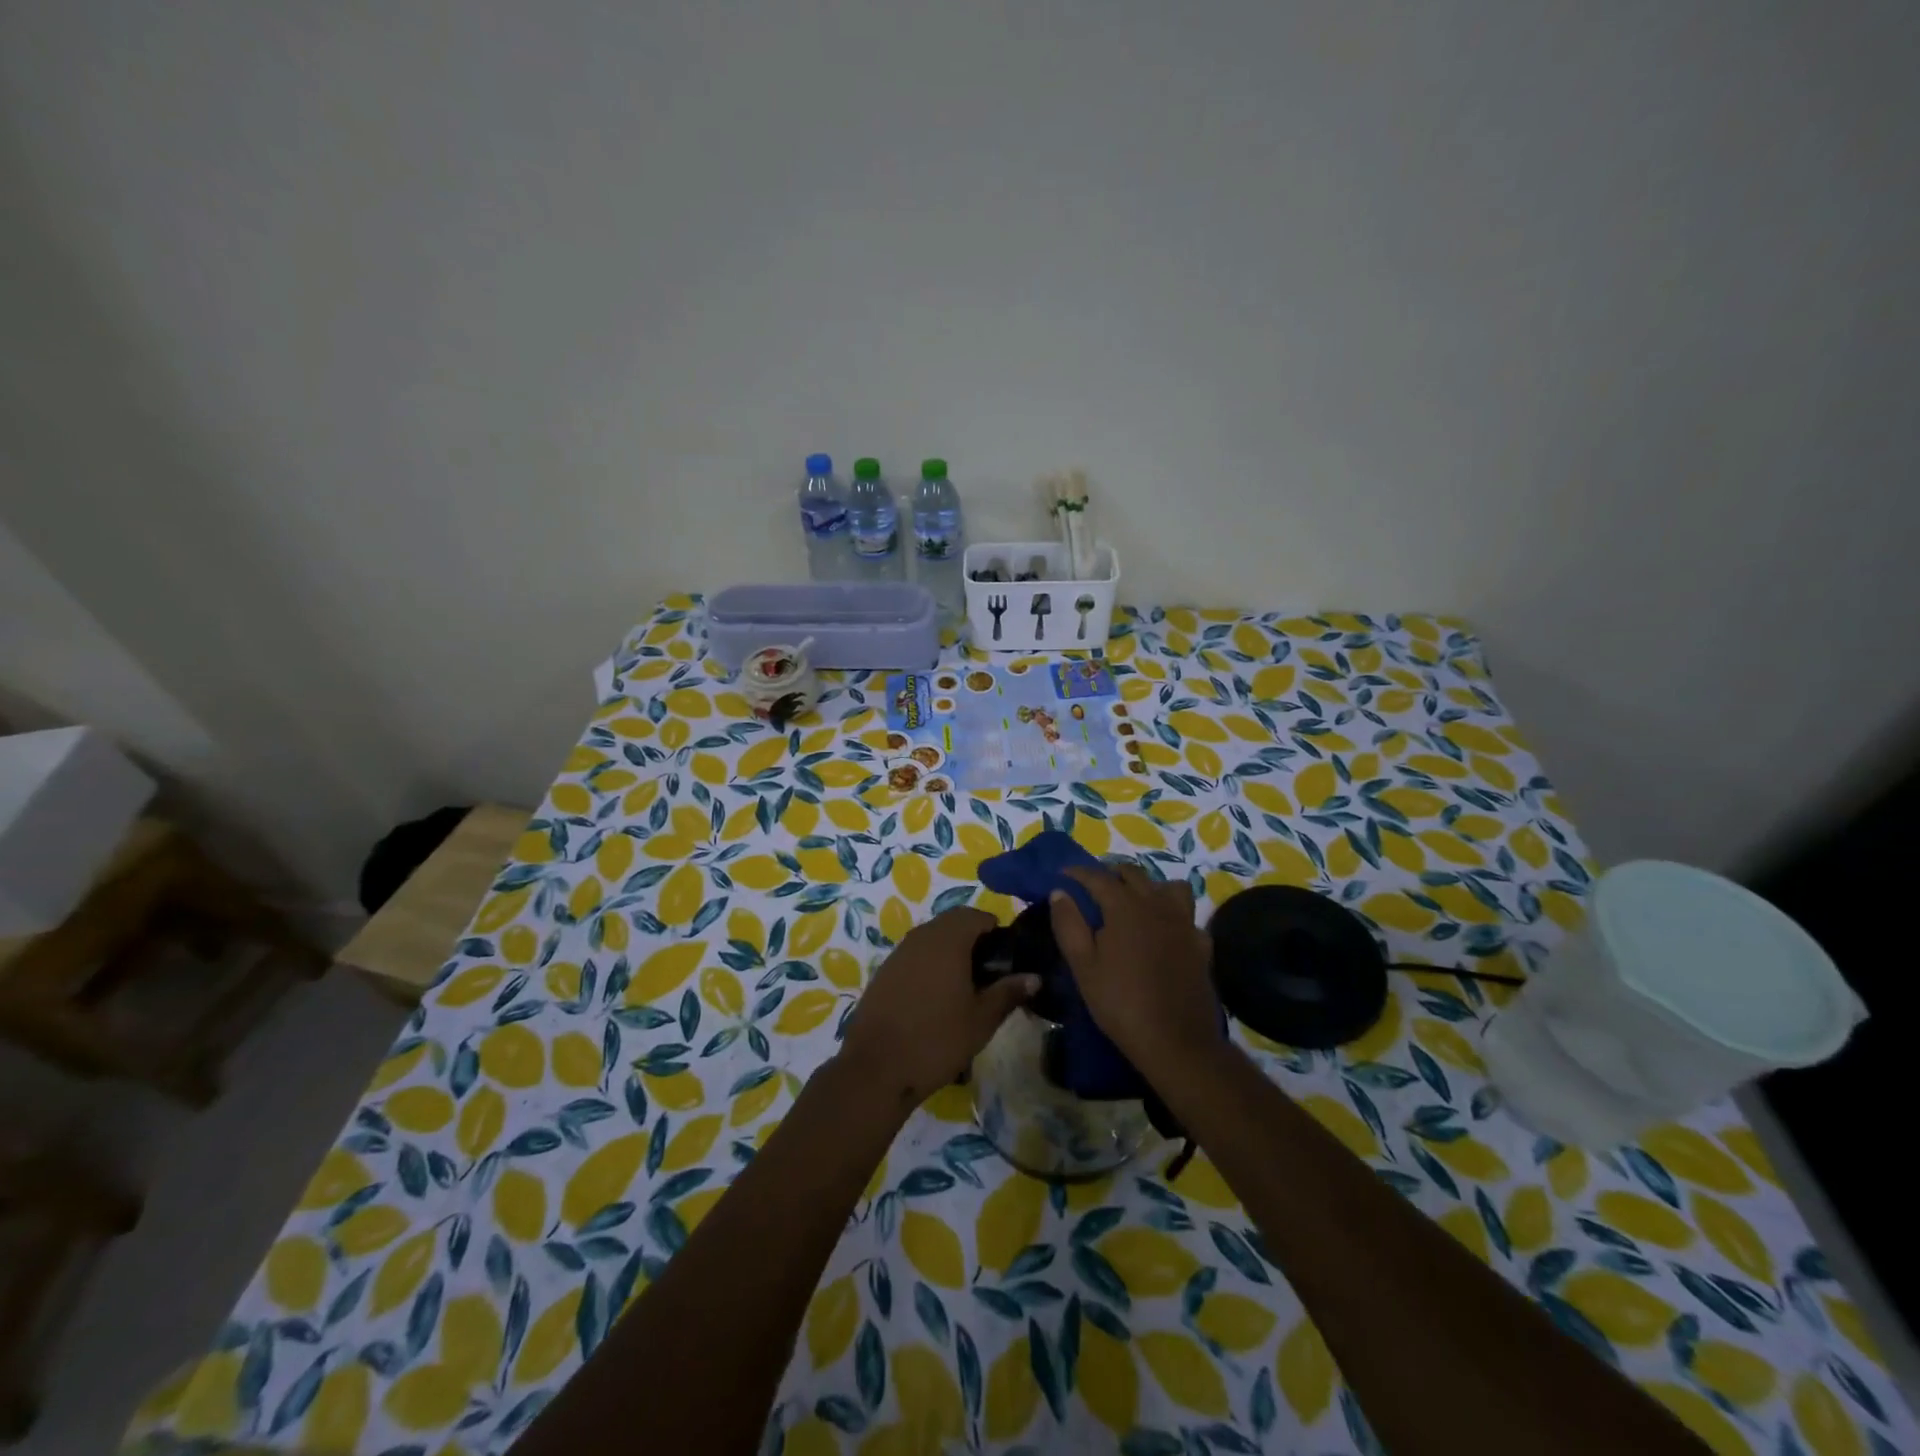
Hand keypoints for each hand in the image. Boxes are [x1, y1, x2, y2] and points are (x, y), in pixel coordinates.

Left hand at [839, 907, 1037, 1107]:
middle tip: (989, 972)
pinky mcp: (884, 971)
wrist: (876, 1067)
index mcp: (948, 939)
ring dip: (951, 951)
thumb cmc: (937, 1039)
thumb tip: (1035, 977)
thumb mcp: (982, 1019)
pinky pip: (914, 955)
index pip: (976, 915)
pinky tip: (936, 997)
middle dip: (974, 939)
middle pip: (953, 923)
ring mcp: (899, 953)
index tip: (1007, 957)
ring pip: (932, 938)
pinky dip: (930, 964)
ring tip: (965, 986)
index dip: (995, 930)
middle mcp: (922, 936)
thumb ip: (1009, 992)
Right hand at [1050, 863, 1219, 1077]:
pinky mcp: (1201, 944)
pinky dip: (1173, 916)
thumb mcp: (1083, 966)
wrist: (1176, 1041)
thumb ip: (1069, 924)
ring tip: (1134, 903)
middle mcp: (1157, 904)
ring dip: (1149, 887)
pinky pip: (1187, 916)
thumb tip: (1060, 892)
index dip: (1078, 872)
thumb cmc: (1120, 1002)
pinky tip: (1165, 932)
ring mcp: (1184, 922)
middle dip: (1111, 874)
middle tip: (1094, 888)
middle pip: (1134, 874)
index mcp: (1125, 906)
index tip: (1063, 874)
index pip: (1097, 877)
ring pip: (1168, 887)